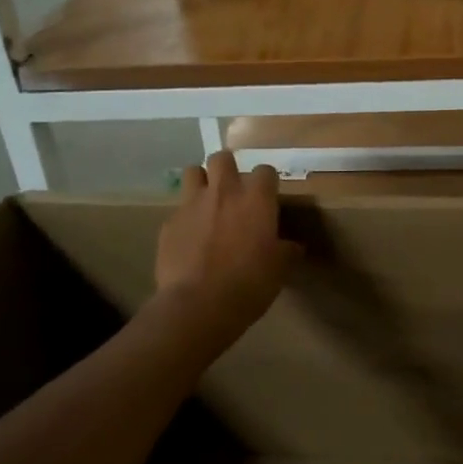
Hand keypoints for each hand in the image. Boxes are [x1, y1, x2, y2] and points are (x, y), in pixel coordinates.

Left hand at [155, 152, 299, 326]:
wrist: (199, 305)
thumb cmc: (249, 284)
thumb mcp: (279, 269)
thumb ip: (286, 251)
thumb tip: (293, 247)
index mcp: (256, 200)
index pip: (265, 170)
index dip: (266, 182)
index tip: (268, 197)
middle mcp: (223, 192)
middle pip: (222, 158)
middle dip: (227, 168)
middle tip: (233, 190)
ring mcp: (192, 205)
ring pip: (192, 172)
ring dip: (201, 182)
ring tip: (207, 203)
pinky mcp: (169, 224)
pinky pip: (178, 210)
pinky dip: (185, 219)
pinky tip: (190, 240)